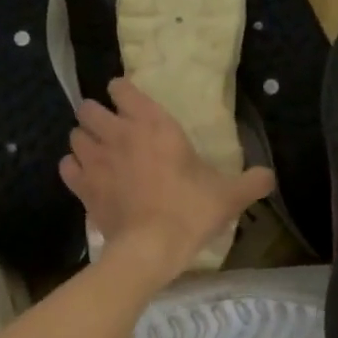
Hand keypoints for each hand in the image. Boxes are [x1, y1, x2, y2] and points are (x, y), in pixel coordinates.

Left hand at [60, 78, 273, 284]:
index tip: (131, 104)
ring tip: (98, 154)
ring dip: (84, 141)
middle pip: (89, 108)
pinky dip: (74, 169)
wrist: (150, 248)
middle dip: (96, 115)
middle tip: (112, 131)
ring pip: (75, 135)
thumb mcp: (228, 196)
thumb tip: (269, 176)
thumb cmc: (190, 213)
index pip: (122, 89)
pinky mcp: (82, 187)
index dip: (123, 93)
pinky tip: (87, 178)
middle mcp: (118, 134)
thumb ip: (251, 182)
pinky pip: (67, 166)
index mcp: (154, 124)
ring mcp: (95, 160)